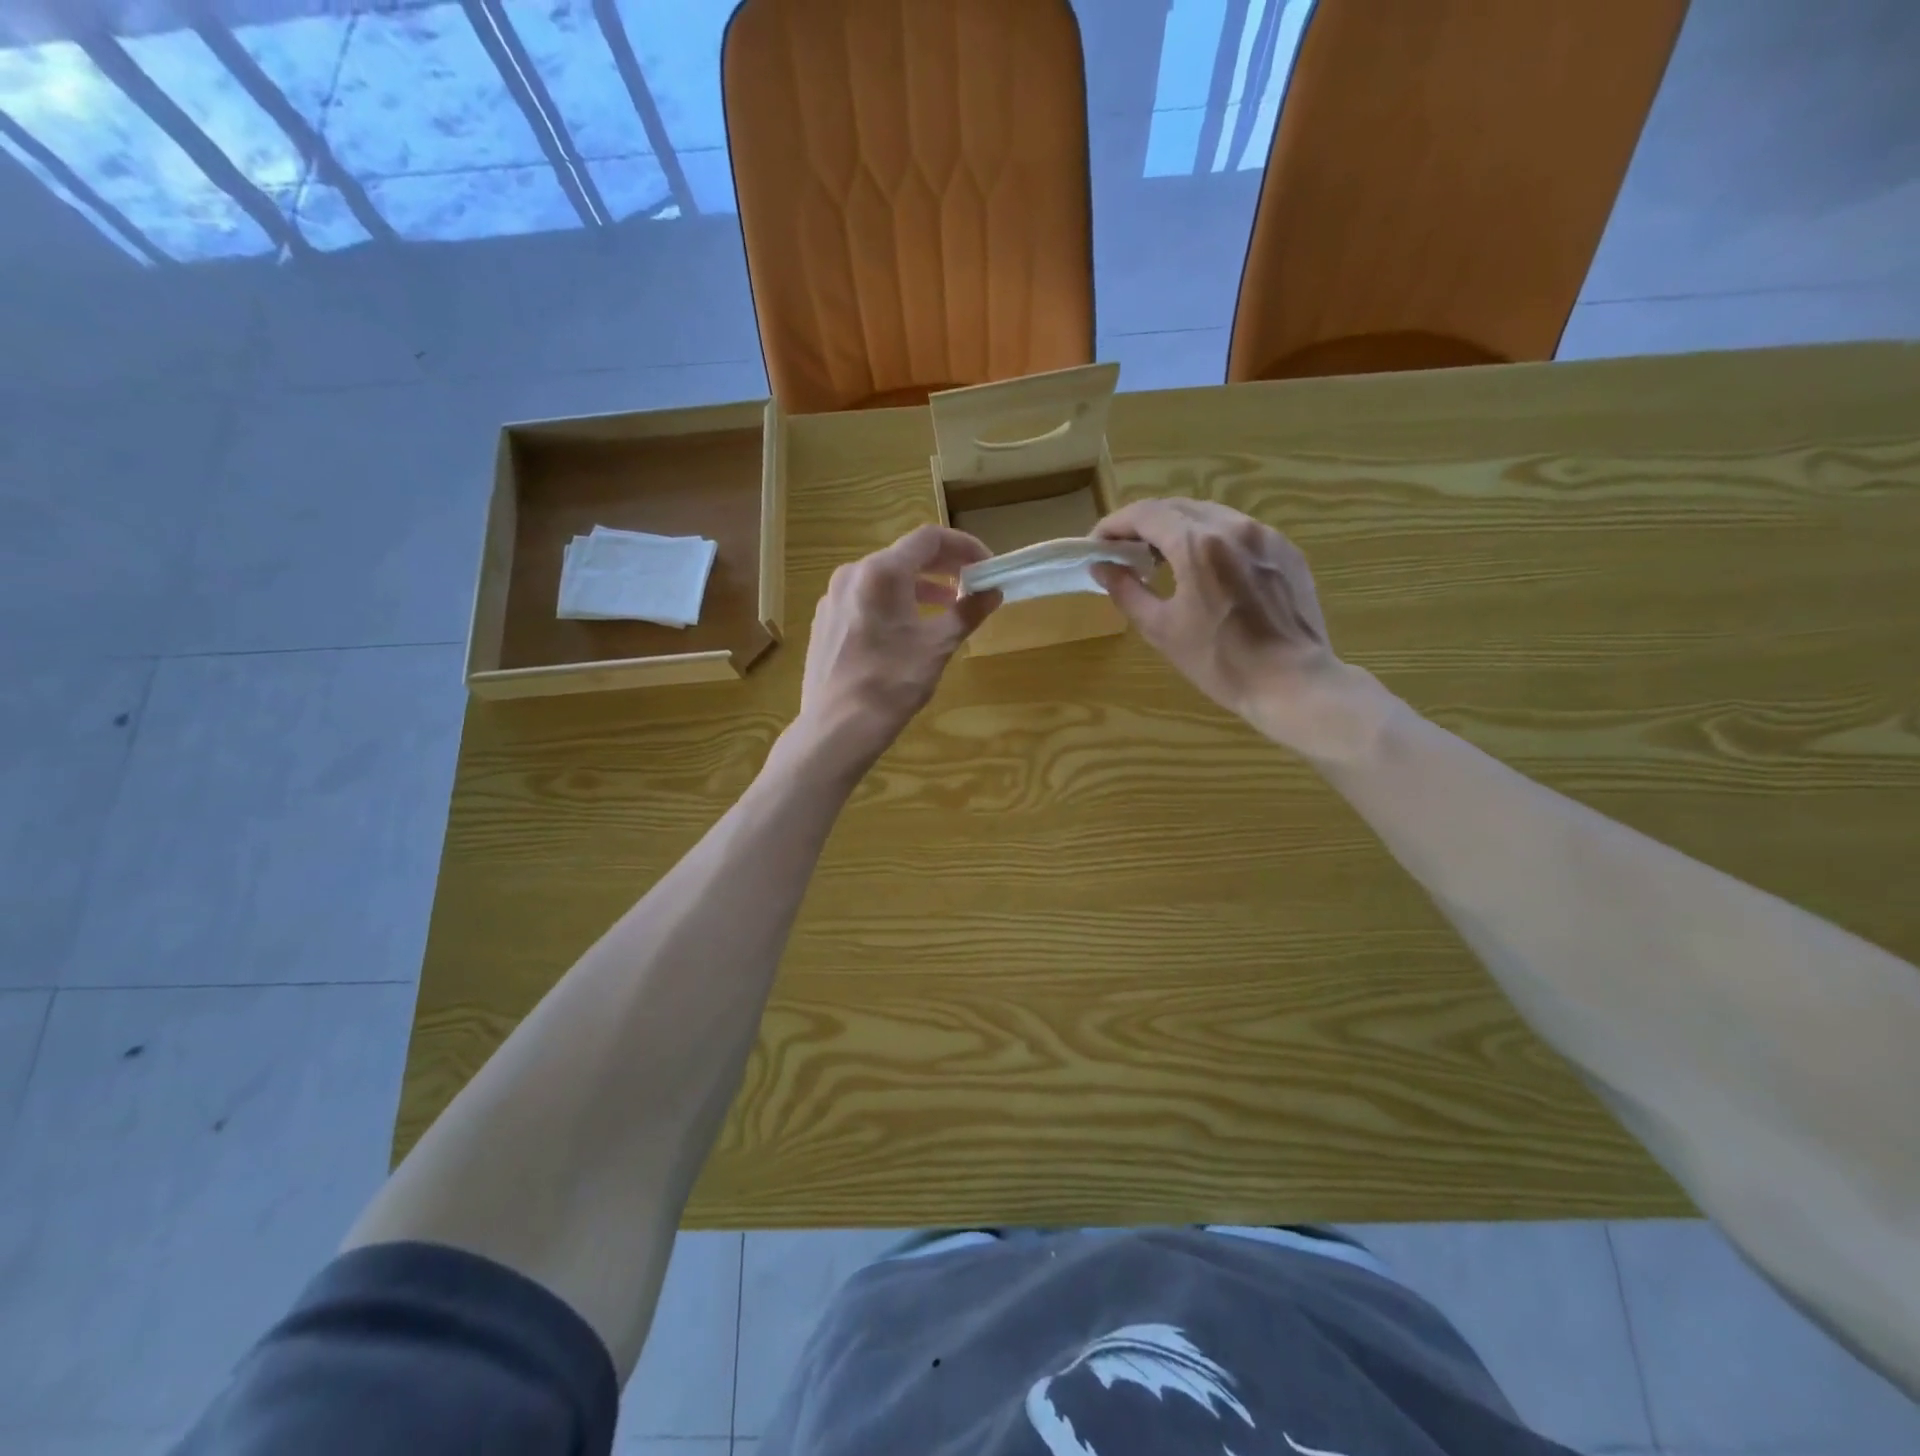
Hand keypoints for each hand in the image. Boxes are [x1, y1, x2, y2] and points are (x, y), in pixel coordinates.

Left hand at [792, 525, 998, 777]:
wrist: (837, 727)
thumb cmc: (892, 683)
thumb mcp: (938, 646)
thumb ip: (967, 612)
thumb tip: (992, 593)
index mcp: (882, 572)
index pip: (930, 538)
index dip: (964, 546)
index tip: (986, 566)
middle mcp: (853, 574)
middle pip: (905, 555)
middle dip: (943, 567)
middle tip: (971, 584)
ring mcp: (833, 597)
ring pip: (884, 578)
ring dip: (920, 586)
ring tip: (945, 608)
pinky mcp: (825, 621)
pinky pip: (865, 598)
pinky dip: (894, 603)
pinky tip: (907, 630)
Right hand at [1091, 499, 1385, 760]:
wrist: (1293, 682)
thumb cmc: (1220, 661)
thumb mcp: (1161, 629)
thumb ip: (1127, 591)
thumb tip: (1102, 567)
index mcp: (1198, 545)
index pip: (1145, 514)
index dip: (1114, 524)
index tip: (1097, 544)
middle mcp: (1233, 527)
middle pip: (1177, 507)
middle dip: (1144, 524)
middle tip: (1124, 550)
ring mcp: (1265, 536)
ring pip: (1210, 515)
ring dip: (1178, 528)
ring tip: (1162, 557)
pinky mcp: (1286, 550)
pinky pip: (1239, 531)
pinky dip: (1212, 539)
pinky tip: (1206, 569)